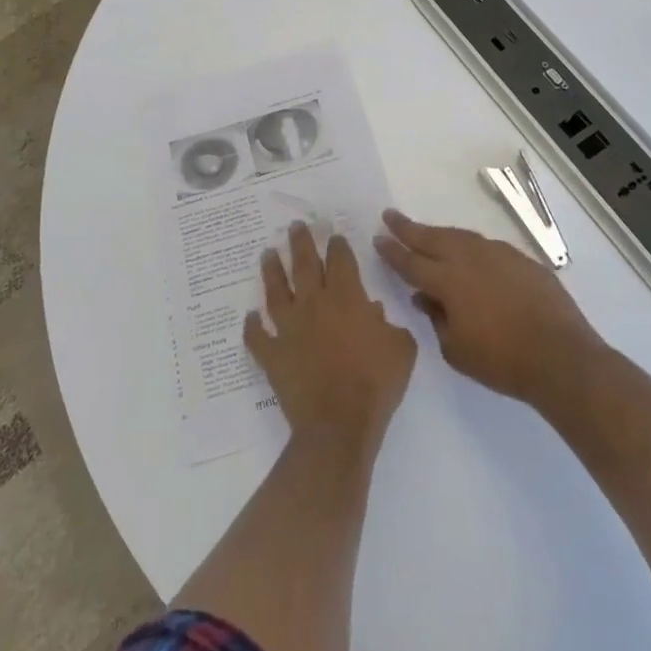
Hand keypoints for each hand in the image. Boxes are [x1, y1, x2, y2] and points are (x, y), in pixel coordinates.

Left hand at [245, 222, 417, 459]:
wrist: (339, 425)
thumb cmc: (376, 384)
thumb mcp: (401, 349)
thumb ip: (391, 325)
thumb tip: (375, 314)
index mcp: (347, 298)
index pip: (340, 261)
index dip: (337, 246)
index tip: (333, 235)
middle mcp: (314, 304)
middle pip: (304, 264)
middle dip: (300, 242)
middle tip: (294, 226)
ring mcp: (289, 328)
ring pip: (276, 291)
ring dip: (271, 271)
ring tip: (267, 254)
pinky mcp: (272, 354)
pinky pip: (257, 336)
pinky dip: (252, 326)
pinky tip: (250, 316)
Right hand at [374, 209, 603, 404]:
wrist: (561, 356)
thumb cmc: (502, 361)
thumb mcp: (456, 350)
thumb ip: (436, 319)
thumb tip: (426, 297)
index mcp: (447, 280)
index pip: (411, 262)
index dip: (392, 250)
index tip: (378, 237)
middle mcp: (469, 258)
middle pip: (432, 238)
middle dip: (408, 228)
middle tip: (390, 215)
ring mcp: (498, 254)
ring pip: (461, 236)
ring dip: (440, 234)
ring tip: (427, 233)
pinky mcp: (521, 259)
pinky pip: (487, 247)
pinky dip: (471, 247)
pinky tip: (470, 255)